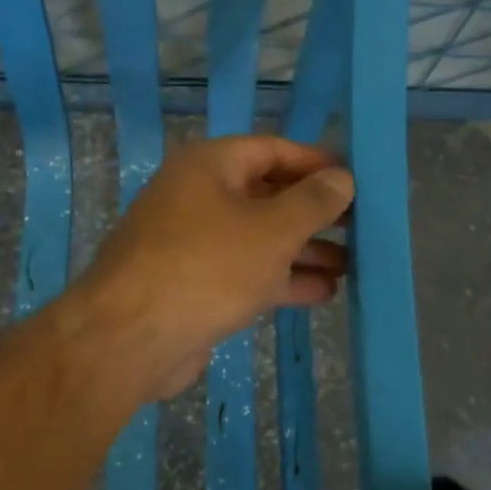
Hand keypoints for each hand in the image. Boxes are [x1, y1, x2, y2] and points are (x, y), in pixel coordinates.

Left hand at [69, 136, 352, 404]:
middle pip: (268, 195)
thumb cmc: (207, 268)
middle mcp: (199, 196)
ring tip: (351, 265)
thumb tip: (343, 178)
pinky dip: (281, 279)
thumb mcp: (272, 230)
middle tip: (361, 227)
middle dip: (314, 213)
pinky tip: (322, 292)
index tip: (356, 181)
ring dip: (304, 250)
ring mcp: (193, 243)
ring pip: (259, 238)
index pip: (274, 150)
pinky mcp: (193, 285)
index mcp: (210, 166)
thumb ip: (313, 202)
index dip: (317, 163)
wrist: (129, 339)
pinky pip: (246, 271)